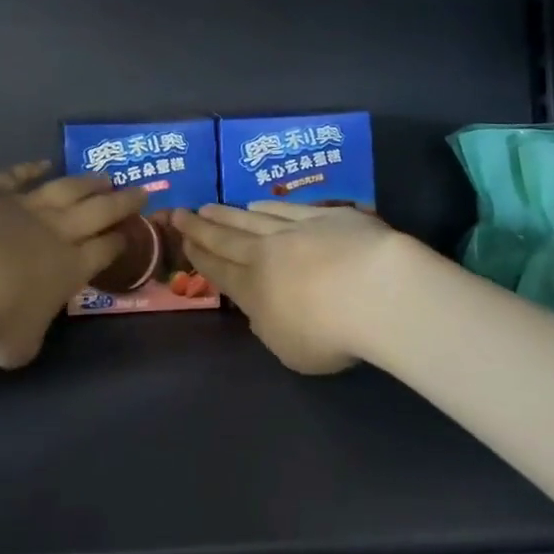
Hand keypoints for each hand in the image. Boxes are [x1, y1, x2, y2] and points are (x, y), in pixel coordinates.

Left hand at [0, 162, 147, 368]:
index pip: (105, 251)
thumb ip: (33, 333)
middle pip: (98, 212)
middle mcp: (57, 232)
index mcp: (70, 270)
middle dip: (121, 202)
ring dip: (87, 182)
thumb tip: (30, 329)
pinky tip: (43, 163)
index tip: (132, 230)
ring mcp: (26, 206)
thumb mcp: (21, 346)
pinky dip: (31, 167)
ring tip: (105, 176)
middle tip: (140, 190)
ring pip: (66, 189)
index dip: (120, 241)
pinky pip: (18, 175)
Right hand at [173, 202, 406, 374]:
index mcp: (253, 290)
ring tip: (210, 207)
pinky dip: (267, 207)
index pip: (218, 269)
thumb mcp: (289, 350)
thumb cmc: (329, 333)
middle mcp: (265, 254)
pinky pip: (286, 208)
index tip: (182, 240)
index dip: (198, 256)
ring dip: (227, 214)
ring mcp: (294, 230)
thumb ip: (269, 327)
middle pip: (226, 238)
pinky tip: (257, 204)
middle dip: (200, 227)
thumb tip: (260, 310)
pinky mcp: (325, 216)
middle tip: (179, 212)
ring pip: (251, 219)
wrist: (373, 289)